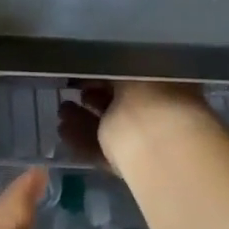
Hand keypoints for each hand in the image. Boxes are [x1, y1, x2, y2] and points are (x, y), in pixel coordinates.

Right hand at [57, 80, 218, 182]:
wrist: (159, 144)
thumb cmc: (148, 93)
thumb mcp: (125, 65)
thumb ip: (110, 64)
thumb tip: (95, 62)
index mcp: (168, 82)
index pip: (134, 74)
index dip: (108, 71)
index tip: (84, 68)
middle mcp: (161, 111)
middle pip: (120, 103)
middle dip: (93, 97)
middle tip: (69, 90)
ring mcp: (148, 141)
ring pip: (109, 128)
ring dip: (83, 120)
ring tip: (60, 111)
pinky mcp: (132, 166)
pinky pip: (102, 150)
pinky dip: (82, 141)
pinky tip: (63, 131)